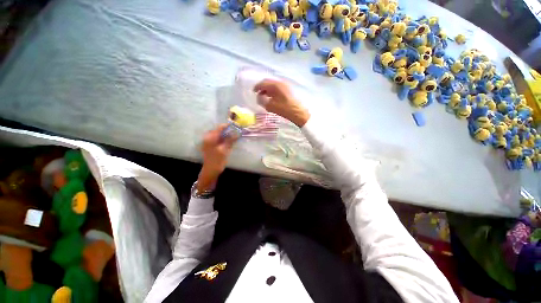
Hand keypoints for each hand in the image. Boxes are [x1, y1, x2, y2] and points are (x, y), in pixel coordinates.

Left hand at [198, 124, 236, 191]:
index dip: (228, 126)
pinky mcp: (210, 146)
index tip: (236, 126)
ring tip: (234, 136)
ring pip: (218, 135)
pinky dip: (223, 139)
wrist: (210, 171)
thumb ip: (230, 140)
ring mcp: (208, 142)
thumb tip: (237, 133)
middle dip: (228, 130)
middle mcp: (208, 138)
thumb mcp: (225, 150)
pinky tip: (228, 141)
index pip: (219, 128)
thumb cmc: (217, 160)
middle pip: (219, 131)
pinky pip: (217, 139)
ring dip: (226, 135)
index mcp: (210, 138)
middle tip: (236, 132)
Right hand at [253, 79, 309, 126]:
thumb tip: (259, 97)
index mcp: (275, 85)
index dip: (257, 87)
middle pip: (268, 82)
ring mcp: (285, 86)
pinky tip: (272, 98)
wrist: (298, 112)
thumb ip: (262, 100)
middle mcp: (280, 82)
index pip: (263, 83)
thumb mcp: (270, 106)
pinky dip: (273, 91)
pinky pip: (278, 88)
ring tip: (264, 97)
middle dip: (262, 87)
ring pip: (273, 85)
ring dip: (268, 89)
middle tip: (258, 94)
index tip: (253, 91)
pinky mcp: (288, 90)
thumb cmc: (284, 109)